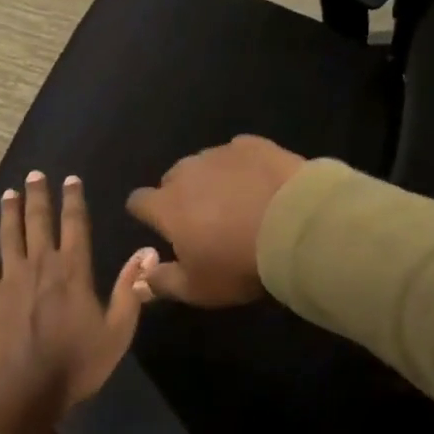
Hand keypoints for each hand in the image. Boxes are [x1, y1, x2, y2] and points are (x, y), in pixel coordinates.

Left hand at [0, 172, 152, 433]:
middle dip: (38, 196)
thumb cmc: (76, 363)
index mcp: (74, 270)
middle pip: (39, 221)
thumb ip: (131, 289)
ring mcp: (12, 277)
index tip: (70, 179)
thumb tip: (148, 251)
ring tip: (9, 192)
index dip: (74, 200)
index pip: (76, 224)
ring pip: (10, 235)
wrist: (25, 389)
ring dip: (10, 212)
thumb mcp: (117, 331)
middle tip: (34, 174)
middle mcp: (42, 263)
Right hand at [125, 136, 305, 307]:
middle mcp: (186, 172)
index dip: (146, 213)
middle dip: (182, 196)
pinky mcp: (252, 145)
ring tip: (238, 202)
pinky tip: (261, 184)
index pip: (138, 201)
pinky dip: (243, 167)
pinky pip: (238, 154)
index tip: (161, 226)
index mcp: (166, 206)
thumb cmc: (238, 262)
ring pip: (205, 165)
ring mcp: (220, 154)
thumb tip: (142, 279)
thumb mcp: (198, 288)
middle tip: (206, 221)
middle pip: (172, 180)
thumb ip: (163, 282)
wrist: (295, 226)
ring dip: (213, 181)